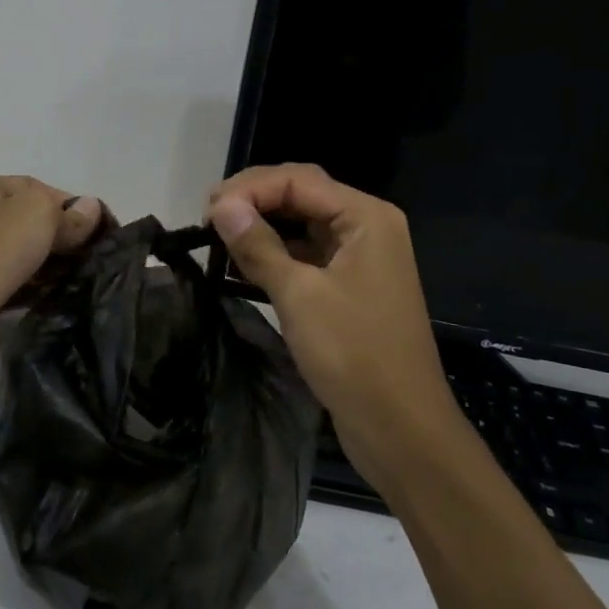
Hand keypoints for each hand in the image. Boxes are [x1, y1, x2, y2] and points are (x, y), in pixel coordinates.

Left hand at [0, 174, 101, 393]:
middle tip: (93, 253)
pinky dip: (36, 287)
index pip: (33, 187)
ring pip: (23, 253)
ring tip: (82, 275)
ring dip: (51, 263)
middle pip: (28, 220)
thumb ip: (68, 212)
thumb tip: (91, 209)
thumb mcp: (38, 215)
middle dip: (61, 235)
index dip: (68, 204)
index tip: (97, 227)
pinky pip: (15, 283)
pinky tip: (59, 295)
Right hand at [207, 164, 463, 492]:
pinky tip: (243, 264)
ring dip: (263, 227)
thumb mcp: (300, 296)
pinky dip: (276, 255)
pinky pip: (308, 255)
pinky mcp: (350, 286)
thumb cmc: (354, 355)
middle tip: (208, 218)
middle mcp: (367, 227)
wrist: (402, 428)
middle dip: (255, 200)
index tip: (206, 210)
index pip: (299, 180)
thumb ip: (259, 246)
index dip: (250, 187)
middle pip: (303, 195)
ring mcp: (360, 257)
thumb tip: (221, 205)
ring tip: (218, 237)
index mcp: (366, 216)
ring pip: (303, 225)